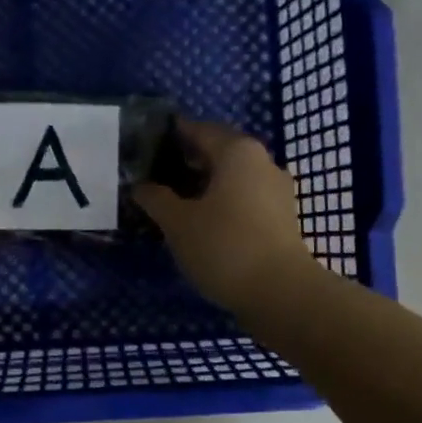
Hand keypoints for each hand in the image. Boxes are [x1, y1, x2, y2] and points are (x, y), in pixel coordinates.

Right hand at [134, 119, 314, 312]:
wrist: (280, 292)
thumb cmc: (224, 246)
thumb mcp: (178, 223)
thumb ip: (156, 198)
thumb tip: (140, 186)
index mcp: (237, 151)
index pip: (198, 130)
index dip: (172, 135)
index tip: (148, 142)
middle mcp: (262, 162)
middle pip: (218, 152)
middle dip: (187, 161)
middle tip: (155, 174)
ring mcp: (276, 191)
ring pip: (232, 177)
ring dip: (205, 184)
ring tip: (174, 201)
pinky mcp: (281, 218)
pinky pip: (244, 198)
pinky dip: (221, 202)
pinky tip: (201, 221)